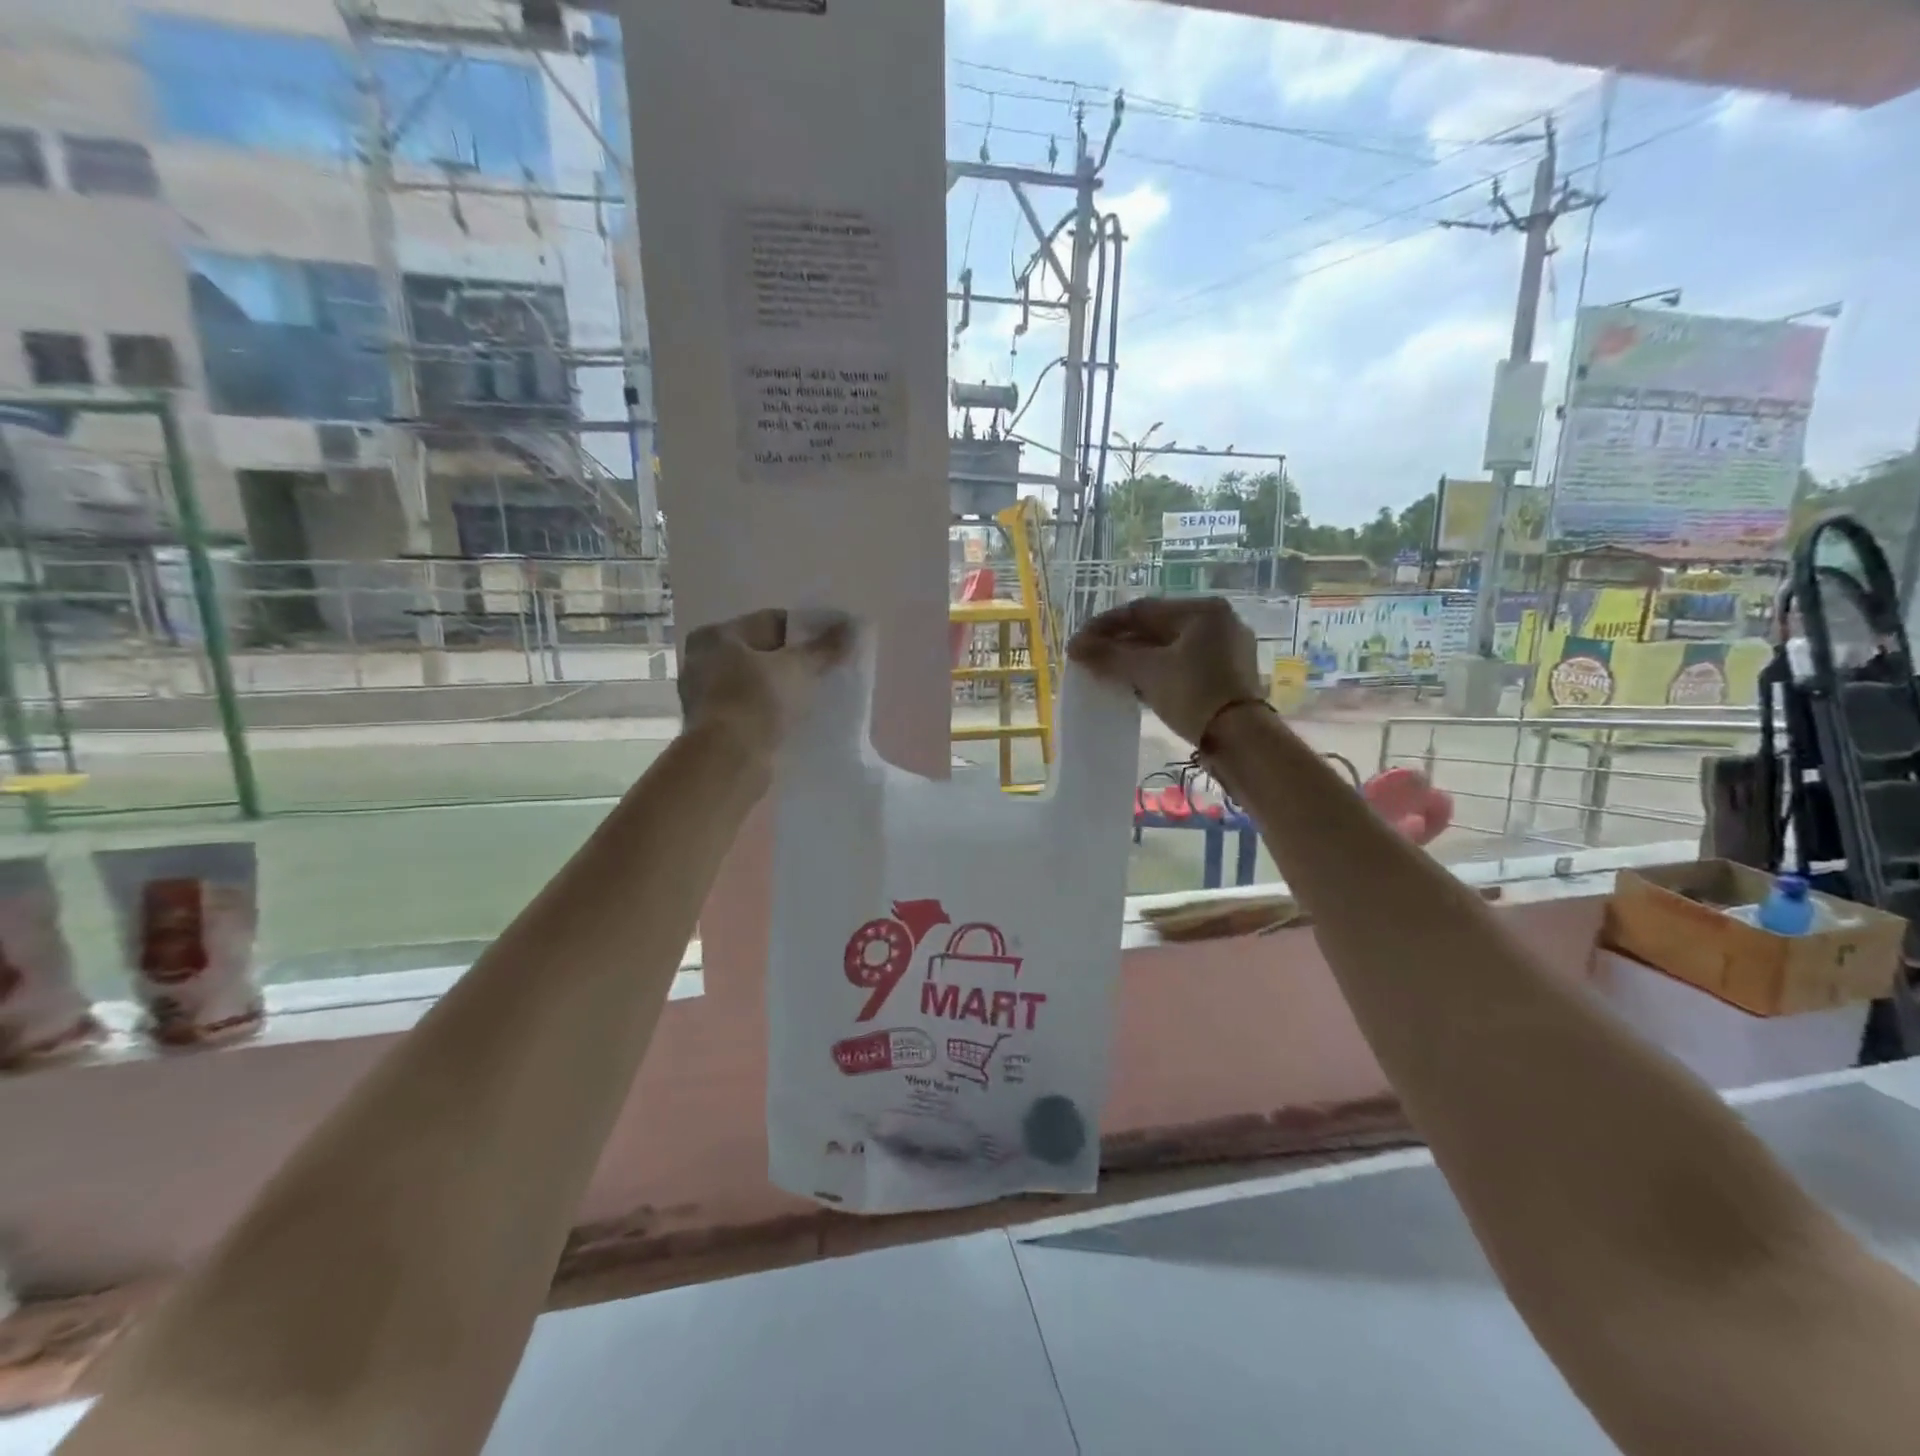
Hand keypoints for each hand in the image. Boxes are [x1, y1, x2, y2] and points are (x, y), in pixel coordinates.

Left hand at [679, 609, 850, 758]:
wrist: (729, 761)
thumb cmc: (758, 701)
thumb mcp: (798, 668)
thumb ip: (826, 647)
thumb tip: (854, 626)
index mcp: (716, 635)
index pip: (770, 621)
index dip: (806, 630)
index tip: (833, 642)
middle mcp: (703, 661)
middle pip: (762, 652)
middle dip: (795, 660)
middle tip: (828, 668)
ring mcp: (705, 697)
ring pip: (757, 683)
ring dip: (784, 687)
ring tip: (817, 694)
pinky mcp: (714, 728)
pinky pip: (752, 709)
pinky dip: (773, 709)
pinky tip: (797, 717)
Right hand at [1069, 597, 1262, 744]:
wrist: (1241, 740)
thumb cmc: (1194, 694)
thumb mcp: (1147, 672)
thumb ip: (1109, 655)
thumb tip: (1074, 646)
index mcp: (1202, 610)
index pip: (1142, 610)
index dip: (1105, 625)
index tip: (1080, 642)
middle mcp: (1219, 622)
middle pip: (1157, 628)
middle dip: (1121, 643)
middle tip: (1092, 658)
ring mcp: (1227, 650)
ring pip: (1170, 648)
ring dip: (1137, 659)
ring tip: (1109, 673)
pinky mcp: (1229, 676)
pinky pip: (1183, 665)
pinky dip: (1158, 672)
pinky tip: (1137, 685)